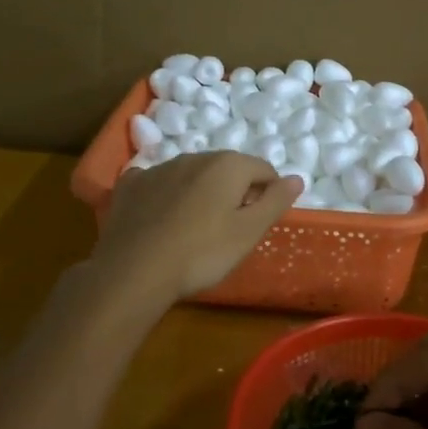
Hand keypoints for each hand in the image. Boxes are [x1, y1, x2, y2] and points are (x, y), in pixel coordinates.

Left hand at [91, 153, 302, 305]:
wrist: (133, 271)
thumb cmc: (201, 253)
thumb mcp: (248, 233)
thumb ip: (275, 202)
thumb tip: (297, 178)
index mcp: (227, 165)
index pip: (263, 169)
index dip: (269, 194)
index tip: (260, 221)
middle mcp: (194, 157)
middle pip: (227, 169)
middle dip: (234, 191)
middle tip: (230, 229)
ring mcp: (158, 168)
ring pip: (192, 175)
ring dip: (200, 193)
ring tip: (196, 229)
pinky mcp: (130, 185)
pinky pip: (158, 184)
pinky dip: (166, 196)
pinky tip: (162, 220)